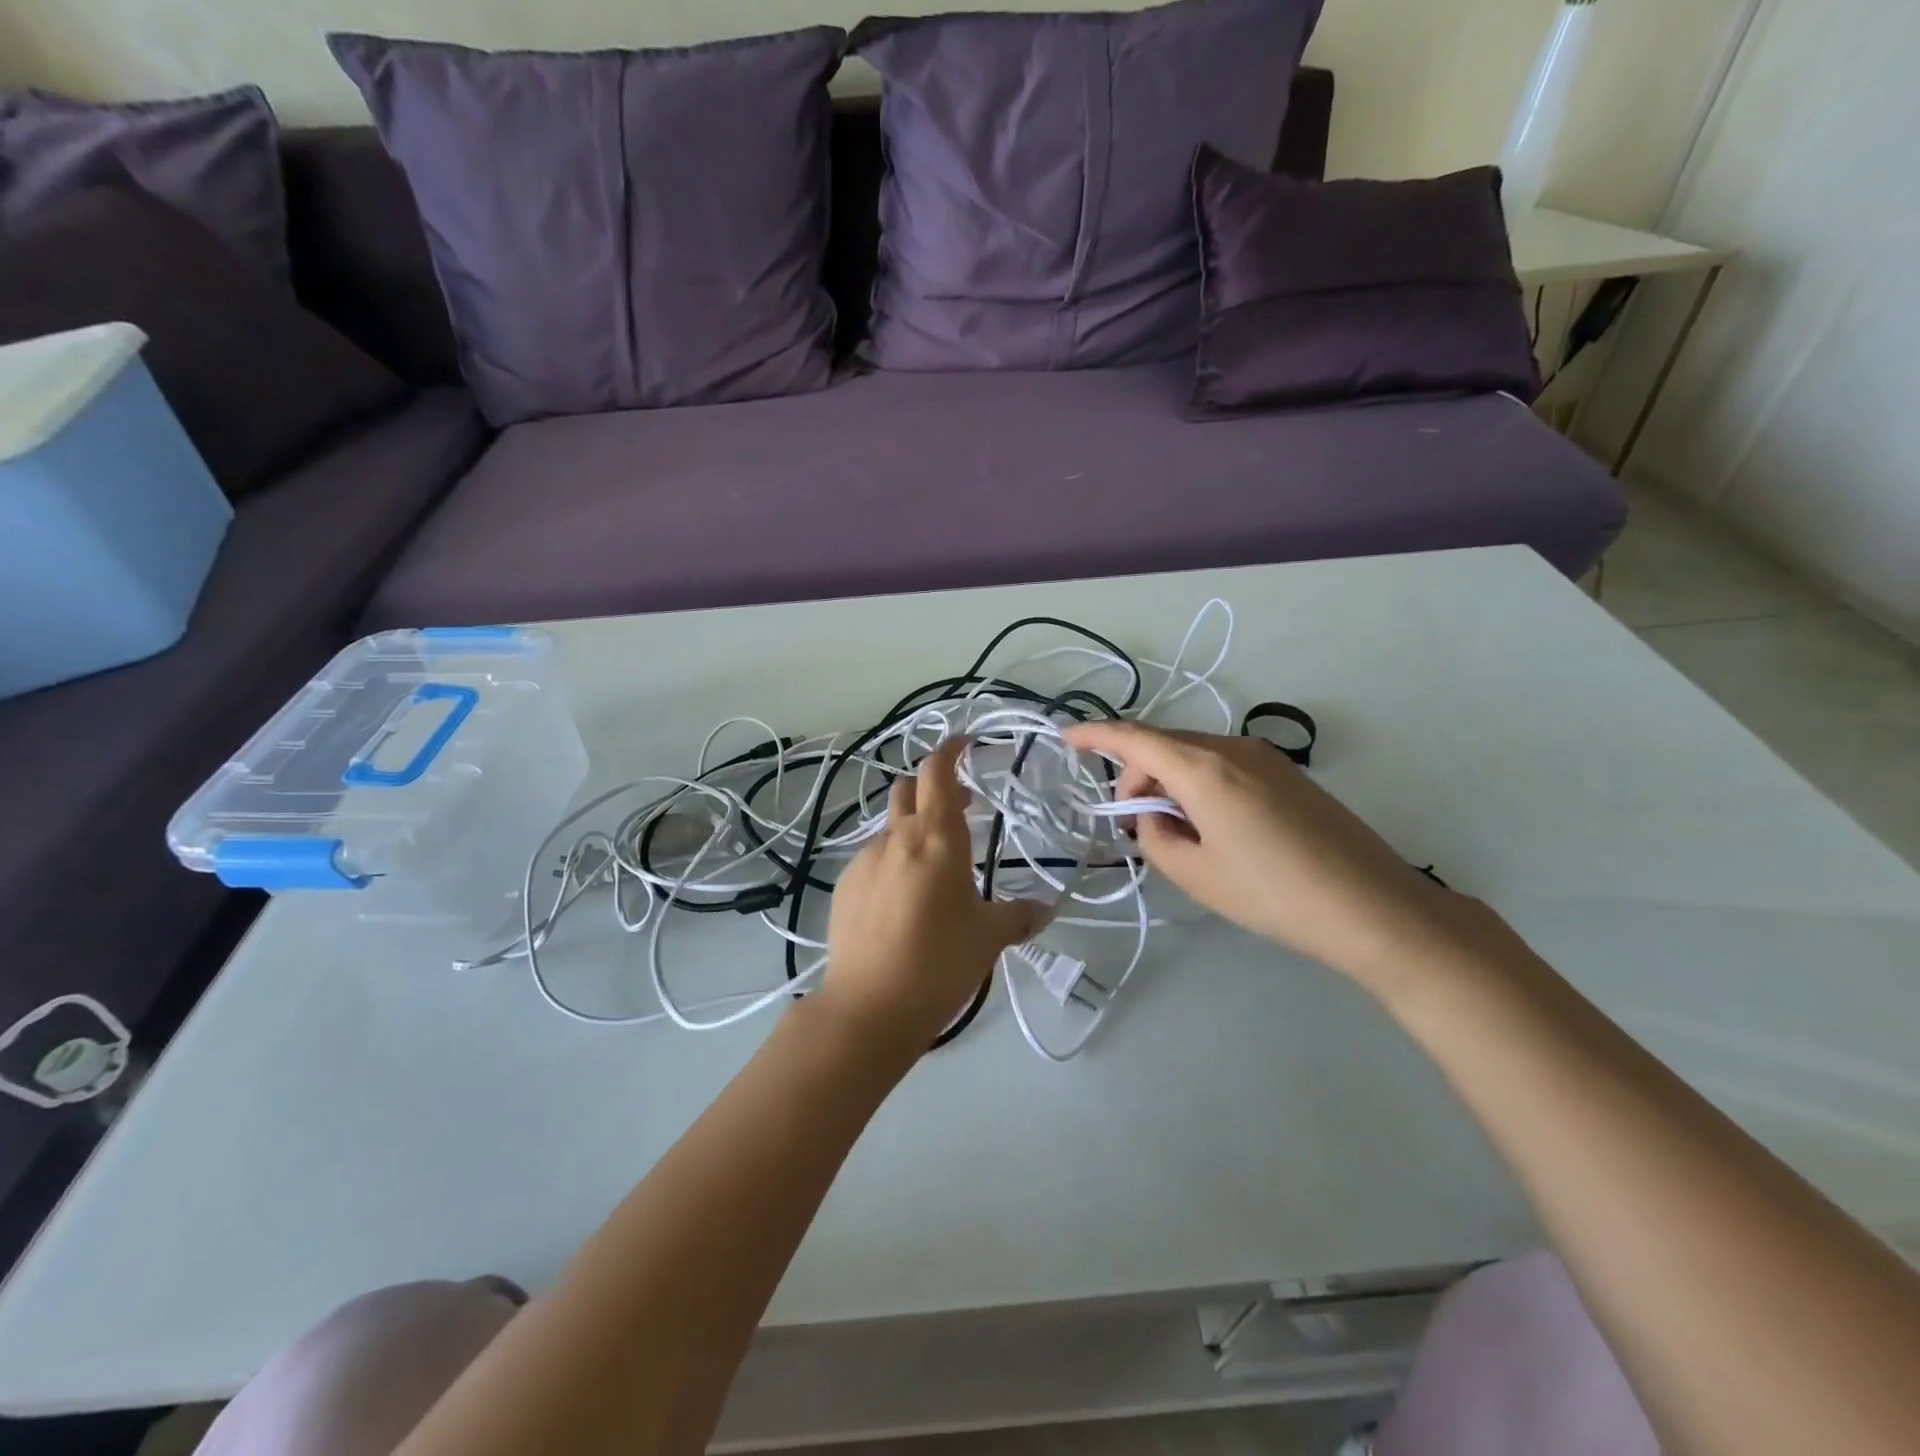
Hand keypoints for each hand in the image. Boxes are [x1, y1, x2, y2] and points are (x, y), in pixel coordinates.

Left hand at [821, 738, 1047, 1053]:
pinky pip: (873, 861)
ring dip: (913, 832)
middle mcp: (897, 838)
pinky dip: (892, 864)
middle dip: (933, 789)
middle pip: (909, 790)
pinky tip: (902, 902)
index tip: (967, 744)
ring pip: (891, 829)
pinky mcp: (844, 887)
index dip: (951, 750)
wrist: (869, 1006)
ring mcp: (864, 861)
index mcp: (936, 837)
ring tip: (934, 871)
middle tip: (960, 810)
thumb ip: (1018, 916)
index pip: (937, 771)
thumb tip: (1044, 910)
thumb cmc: (940, 962)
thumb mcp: (989, 938)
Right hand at [1063, 722, 1499, 992]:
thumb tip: (1154, 816)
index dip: (1096, 735)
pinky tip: (1211, 827)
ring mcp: (1266, 758)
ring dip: (1169, 782)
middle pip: (1164, 745)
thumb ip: (1155, 836)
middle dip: (1136, 775)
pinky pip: (1223, 766)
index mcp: (1204, 768)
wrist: (1373, 908)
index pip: (1135, 738)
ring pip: (1194, 755)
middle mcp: (1233, 749)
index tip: (1066, 739)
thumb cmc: (1273, 894)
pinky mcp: (1287, 774)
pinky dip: (1199, 785)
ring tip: (1173, 832)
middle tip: (1132, 824)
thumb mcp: (1195, 873)